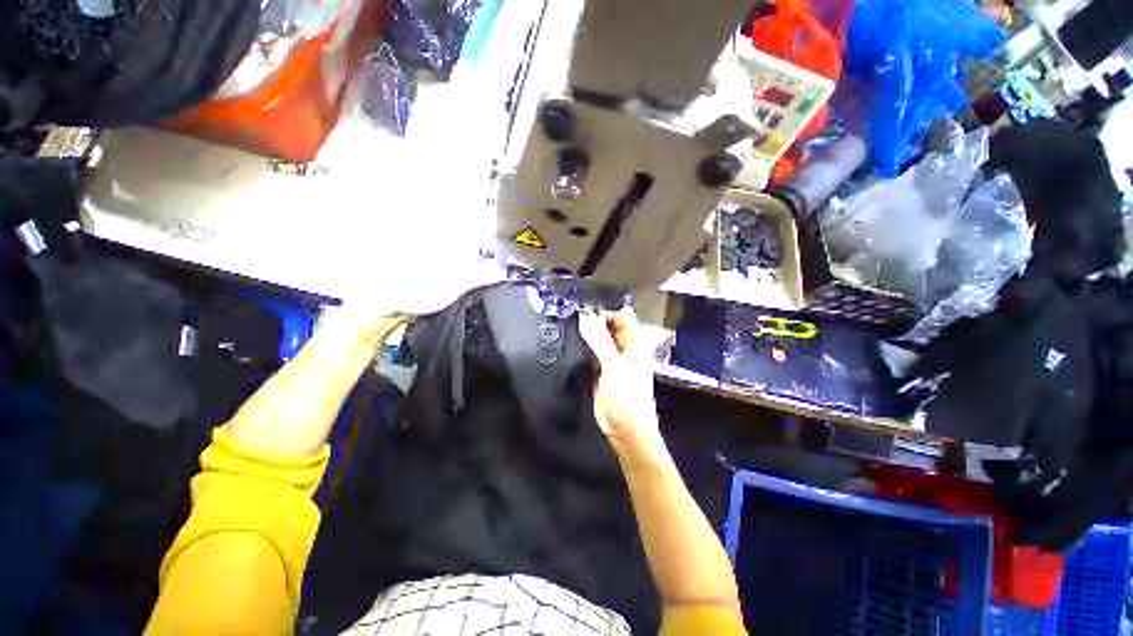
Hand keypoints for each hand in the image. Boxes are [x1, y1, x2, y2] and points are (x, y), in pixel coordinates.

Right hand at [578, 308, 666, 461]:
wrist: (625, 432)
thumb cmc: (628, 401)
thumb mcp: (615, 369)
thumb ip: (600, 342)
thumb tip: (585, 317)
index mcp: (635, 345)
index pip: (621, 316)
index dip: (605, 309)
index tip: (584, 305)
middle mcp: (623, 348)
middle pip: (608, 325)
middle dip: (593, 317)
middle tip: (570, 310)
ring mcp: (610, 358)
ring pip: (597, 337)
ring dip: (585, 330)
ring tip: (566, 319)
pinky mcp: (597, 369)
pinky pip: (589, 350)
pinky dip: (580, 344)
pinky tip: (567, 337)